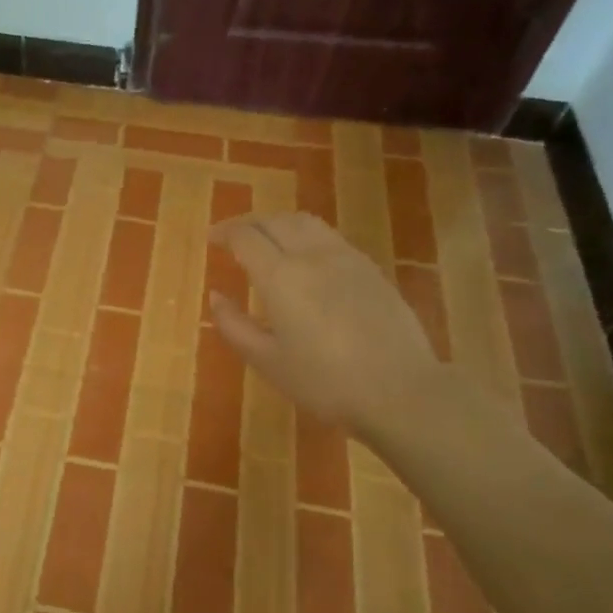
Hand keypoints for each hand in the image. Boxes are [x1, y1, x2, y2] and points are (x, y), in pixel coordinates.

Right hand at [209, 212, 448, 442]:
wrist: (401, 391)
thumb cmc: (325, 382)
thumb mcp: (267, 361)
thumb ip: (234, 325)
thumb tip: (216, 296)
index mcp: (281, 276)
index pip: (246, 236)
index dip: (225, 232)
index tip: (212, 239)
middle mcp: (312, 256)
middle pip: (276, 220)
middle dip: (249, 222)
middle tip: (233, 236)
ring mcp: (347, 258)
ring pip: (306, 222)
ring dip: (279, 223)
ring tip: (268, 240)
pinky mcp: (371, 269)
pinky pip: (330, 237)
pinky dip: (306, 236)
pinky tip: (305, 259)